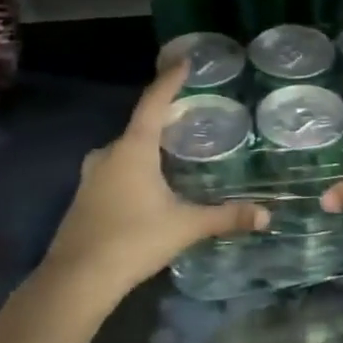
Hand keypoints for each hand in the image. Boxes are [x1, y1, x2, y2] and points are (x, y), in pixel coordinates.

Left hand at [40, 62, 267, 304]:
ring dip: (147, 146)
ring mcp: (92, 176)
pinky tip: (150, 184)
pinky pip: (115, 169)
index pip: (154, 103)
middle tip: (190, 114)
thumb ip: (225, 217)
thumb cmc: (132, 241)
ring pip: (125, 150)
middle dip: (164, 118)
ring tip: (174, 150)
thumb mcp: (185, 226)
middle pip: (139, 126)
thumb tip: (266, 214)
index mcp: (132, 149)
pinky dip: (134, 167)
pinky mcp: (85, 197)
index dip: (170, 80)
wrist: (76, 280)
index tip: (184, 61)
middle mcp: (108, 154)